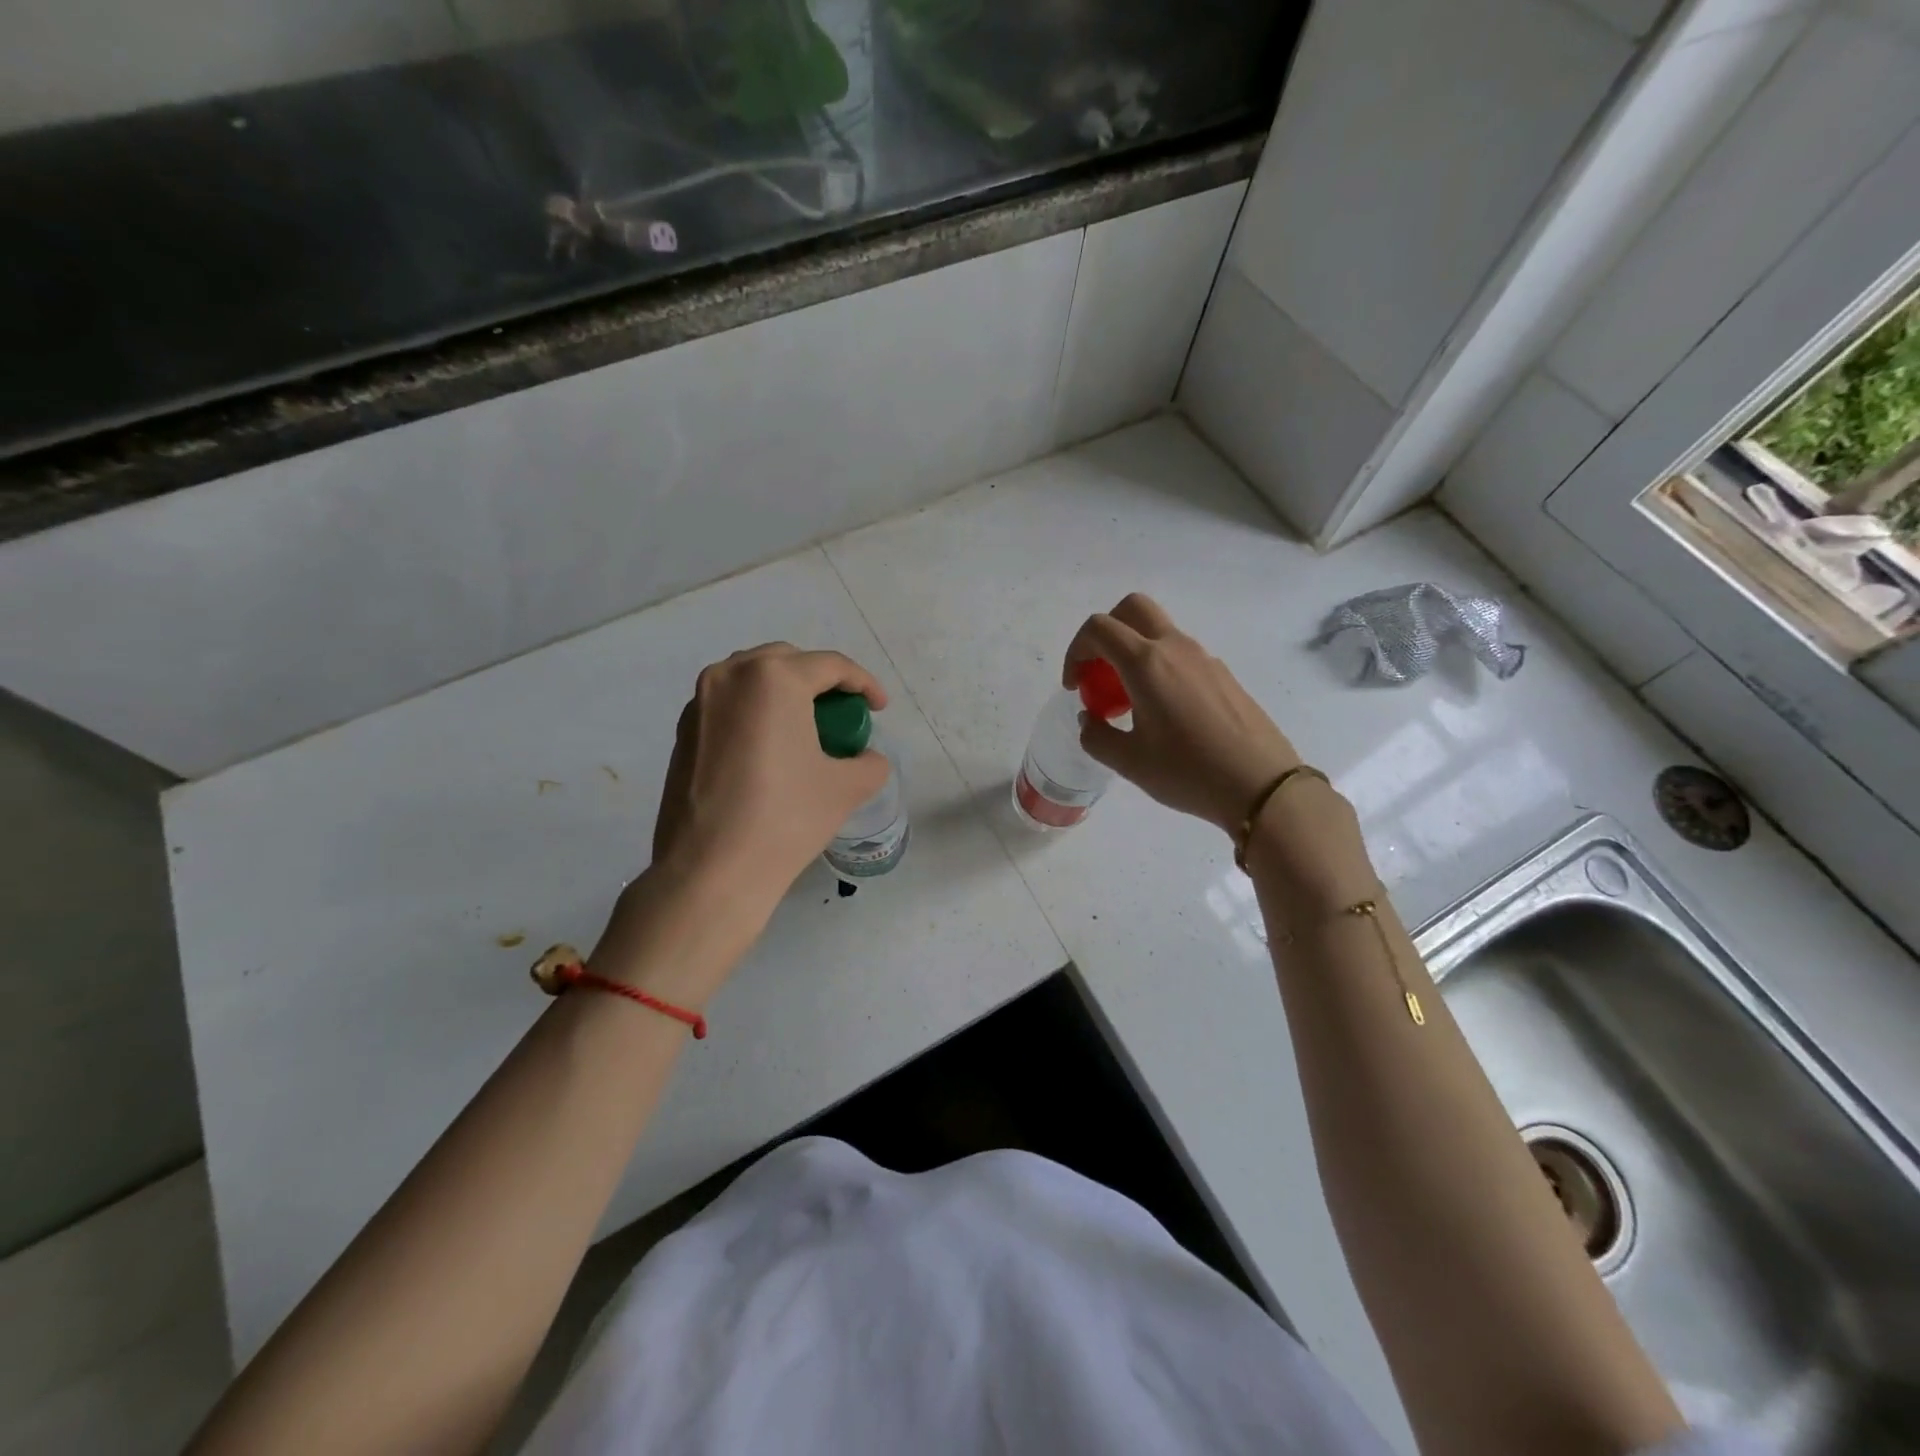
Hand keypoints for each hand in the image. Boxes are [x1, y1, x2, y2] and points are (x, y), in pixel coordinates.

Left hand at [649, 643, 891, 906]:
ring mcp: (699, 703)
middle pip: (787, 661)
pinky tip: (769, 750)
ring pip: (752, 679)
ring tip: (805, 730)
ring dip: (784, 694)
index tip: (880, 709)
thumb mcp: (846, 788)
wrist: (709, 871)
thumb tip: (865, 758)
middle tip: (842, 715)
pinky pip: (728, 705)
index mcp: (773, 678)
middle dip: (820, 682)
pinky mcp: (682, 732)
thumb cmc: (785, 819)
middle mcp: (729, 676)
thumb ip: (869, 762)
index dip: (864, 683)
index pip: (830, 665)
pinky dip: (755, 713)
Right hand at [1064, 594, 1300, 834]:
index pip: (1099, 629)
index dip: (1076, 651)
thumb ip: (1097, 736)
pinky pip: (1180, 654)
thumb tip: (1090, 719)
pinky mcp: (1223, 674)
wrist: (1261, 785)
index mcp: (1146, 663)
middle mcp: (1175, 648)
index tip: (1075, 686)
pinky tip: (1164, 713)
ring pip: (1158, 632)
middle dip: (1106, 633)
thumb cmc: (1188, 772)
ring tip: (1130, 701)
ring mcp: (1204, 658)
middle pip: (1132, 609)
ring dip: (1133, 652)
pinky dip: (1159, 667)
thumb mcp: (1129, 762)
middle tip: (1099, 672)